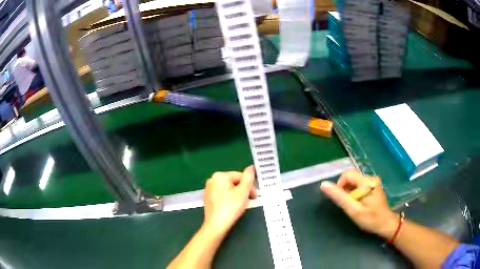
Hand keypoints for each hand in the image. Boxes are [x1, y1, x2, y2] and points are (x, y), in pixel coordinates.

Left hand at [203, 166, 257, 235]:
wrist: (216, 225)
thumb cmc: (231, 207)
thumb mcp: (243, 192)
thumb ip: (249, 177)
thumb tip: (251, 167)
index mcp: (220, 175)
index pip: (240, 176)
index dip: (250, 186)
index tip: (255, 196)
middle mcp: (212, 179)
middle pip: (234, 182)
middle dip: (243, 190)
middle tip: (250, 200)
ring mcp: (208, 189)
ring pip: (229, 189)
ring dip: (237, 195)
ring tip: (242, 205)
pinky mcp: (208, 198)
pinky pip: (222, 195)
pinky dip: (229, 199)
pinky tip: (232, 207)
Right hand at [320, 169, 398, 238]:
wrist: (386, 224)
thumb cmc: (370, 219)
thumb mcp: (353, 210)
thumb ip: (339, 197)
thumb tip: (323, 184)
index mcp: (367, 182)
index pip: (347, 174)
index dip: (340, 185)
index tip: (341, 199)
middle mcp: (371, 178)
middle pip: (351, 177)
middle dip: (345, 189)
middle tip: (347, 204)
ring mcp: (373, 182)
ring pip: (355, 181)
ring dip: (350, 192)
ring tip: (353, 205)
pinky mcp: (374, 186)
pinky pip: (360, 185)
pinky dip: (355, 193)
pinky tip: (358, 203)